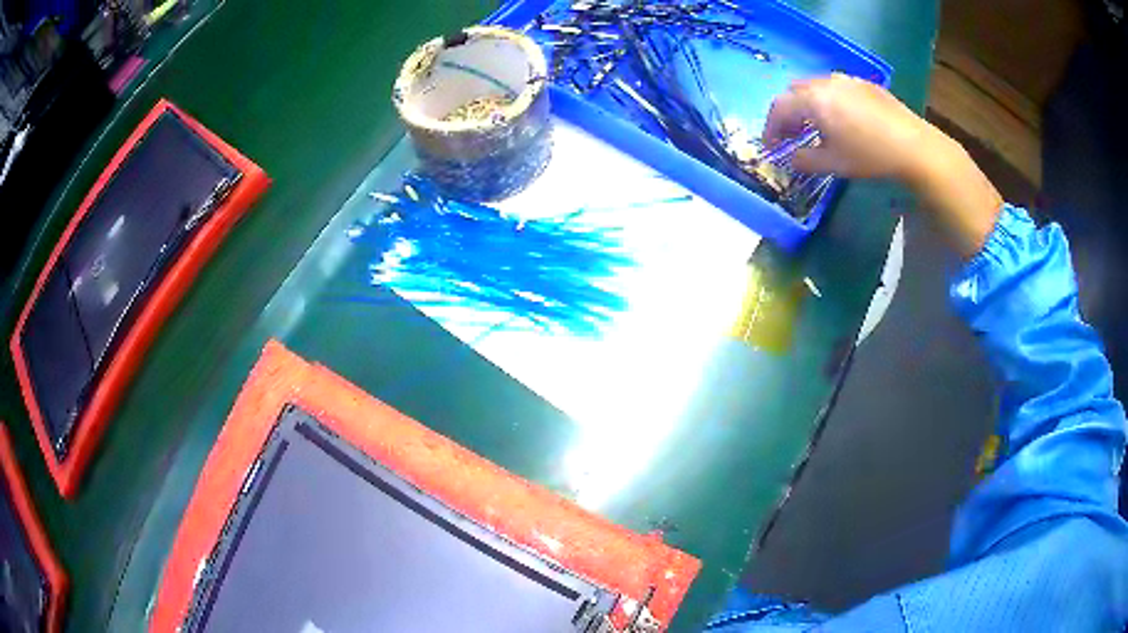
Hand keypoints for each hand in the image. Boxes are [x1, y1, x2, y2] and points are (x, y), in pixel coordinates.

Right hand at [765, 73, 1002, 258]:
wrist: (915, 147)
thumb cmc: (870, 156)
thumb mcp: (834, 164)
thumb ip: (805, 159)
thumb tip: (790, 158)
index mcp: (813, 100)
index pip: (779, 108)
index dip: (770, 128)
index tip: (771, 148)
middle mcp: (825, 82)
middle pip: (794, 92)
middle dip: (787, 114)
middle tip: (790, 137)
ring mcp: (846, 80)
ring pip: (815, 87)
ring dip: (807, 106)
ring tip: (815, 128)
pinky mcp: (865, 84)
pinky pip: (836, 88)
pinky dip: (828, 101)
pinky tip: (841, 120)